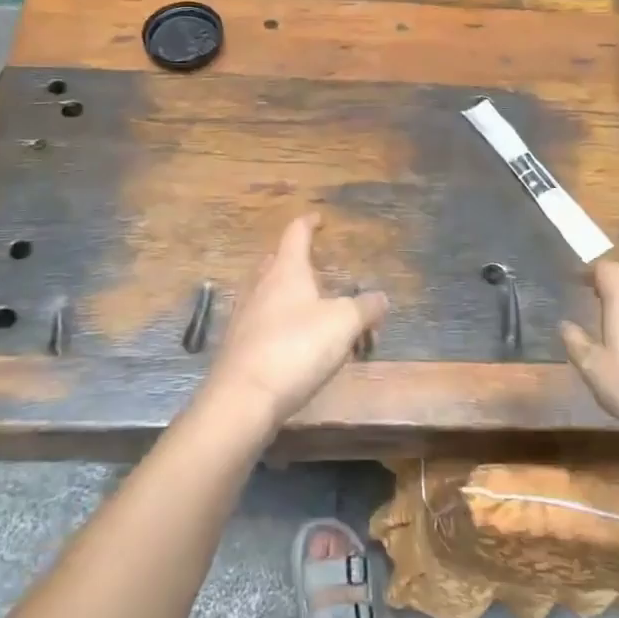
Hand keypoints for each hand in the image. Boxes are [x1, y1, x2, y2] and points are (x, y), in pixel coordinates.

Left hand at [202, 215, 387, 433]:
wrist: (243, 398)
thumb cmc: (296, 348)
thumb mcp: (343, 324)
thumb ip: (365, 308)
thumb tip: (380, 298)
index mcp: (286, 270)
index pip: (296, 234)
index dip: (308, 223)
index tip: (318, 218)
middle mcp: (261, 286)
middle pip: (277, 262)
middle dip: (296, 261)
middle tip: (316, 268)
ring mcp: (245, 316)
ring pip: (268, 293)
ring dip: (288, 295)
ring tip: (311, 308)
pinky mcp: (238, 346)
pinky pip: (263, 323)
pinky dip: (280, 324)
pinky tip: (294, 344)